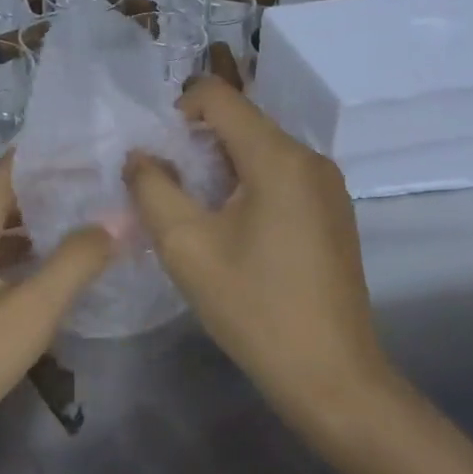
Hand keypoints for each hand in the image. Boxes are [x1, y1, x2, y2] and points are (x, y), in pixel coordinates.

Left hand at [0, 156, 115, 473]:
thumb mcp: (27, 312)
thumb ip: (74, 264)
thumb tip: (116, 219)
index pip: (9, 171)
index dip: (49, 156)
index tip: (93, 149)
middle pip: (3, 202)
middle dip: (49, 192)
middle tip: (100, 189)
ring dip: (35, 229)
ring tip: (83, 228)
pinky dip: (19, 262)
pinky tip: (44, 280)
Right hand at [124, 80, 395, 447]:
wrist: (332, 377)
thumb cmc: (254, 308)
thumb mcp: (186, 247)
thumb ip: (152, 189)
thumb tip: (140, 156)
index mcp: (278, 157)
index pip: (219, 96)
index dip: (179, 110)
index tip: (159, 153)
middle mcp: (309, 158)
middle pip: (241, 121)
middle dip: (197, 143)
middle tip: (169, 186)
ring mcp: (328, 185)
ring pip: (260, 149)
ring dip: (221, 166)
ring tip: (197, 212)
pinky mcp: (333, 211)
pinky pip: (281, 175)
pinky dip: (248, 184)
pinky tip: (234, 230)